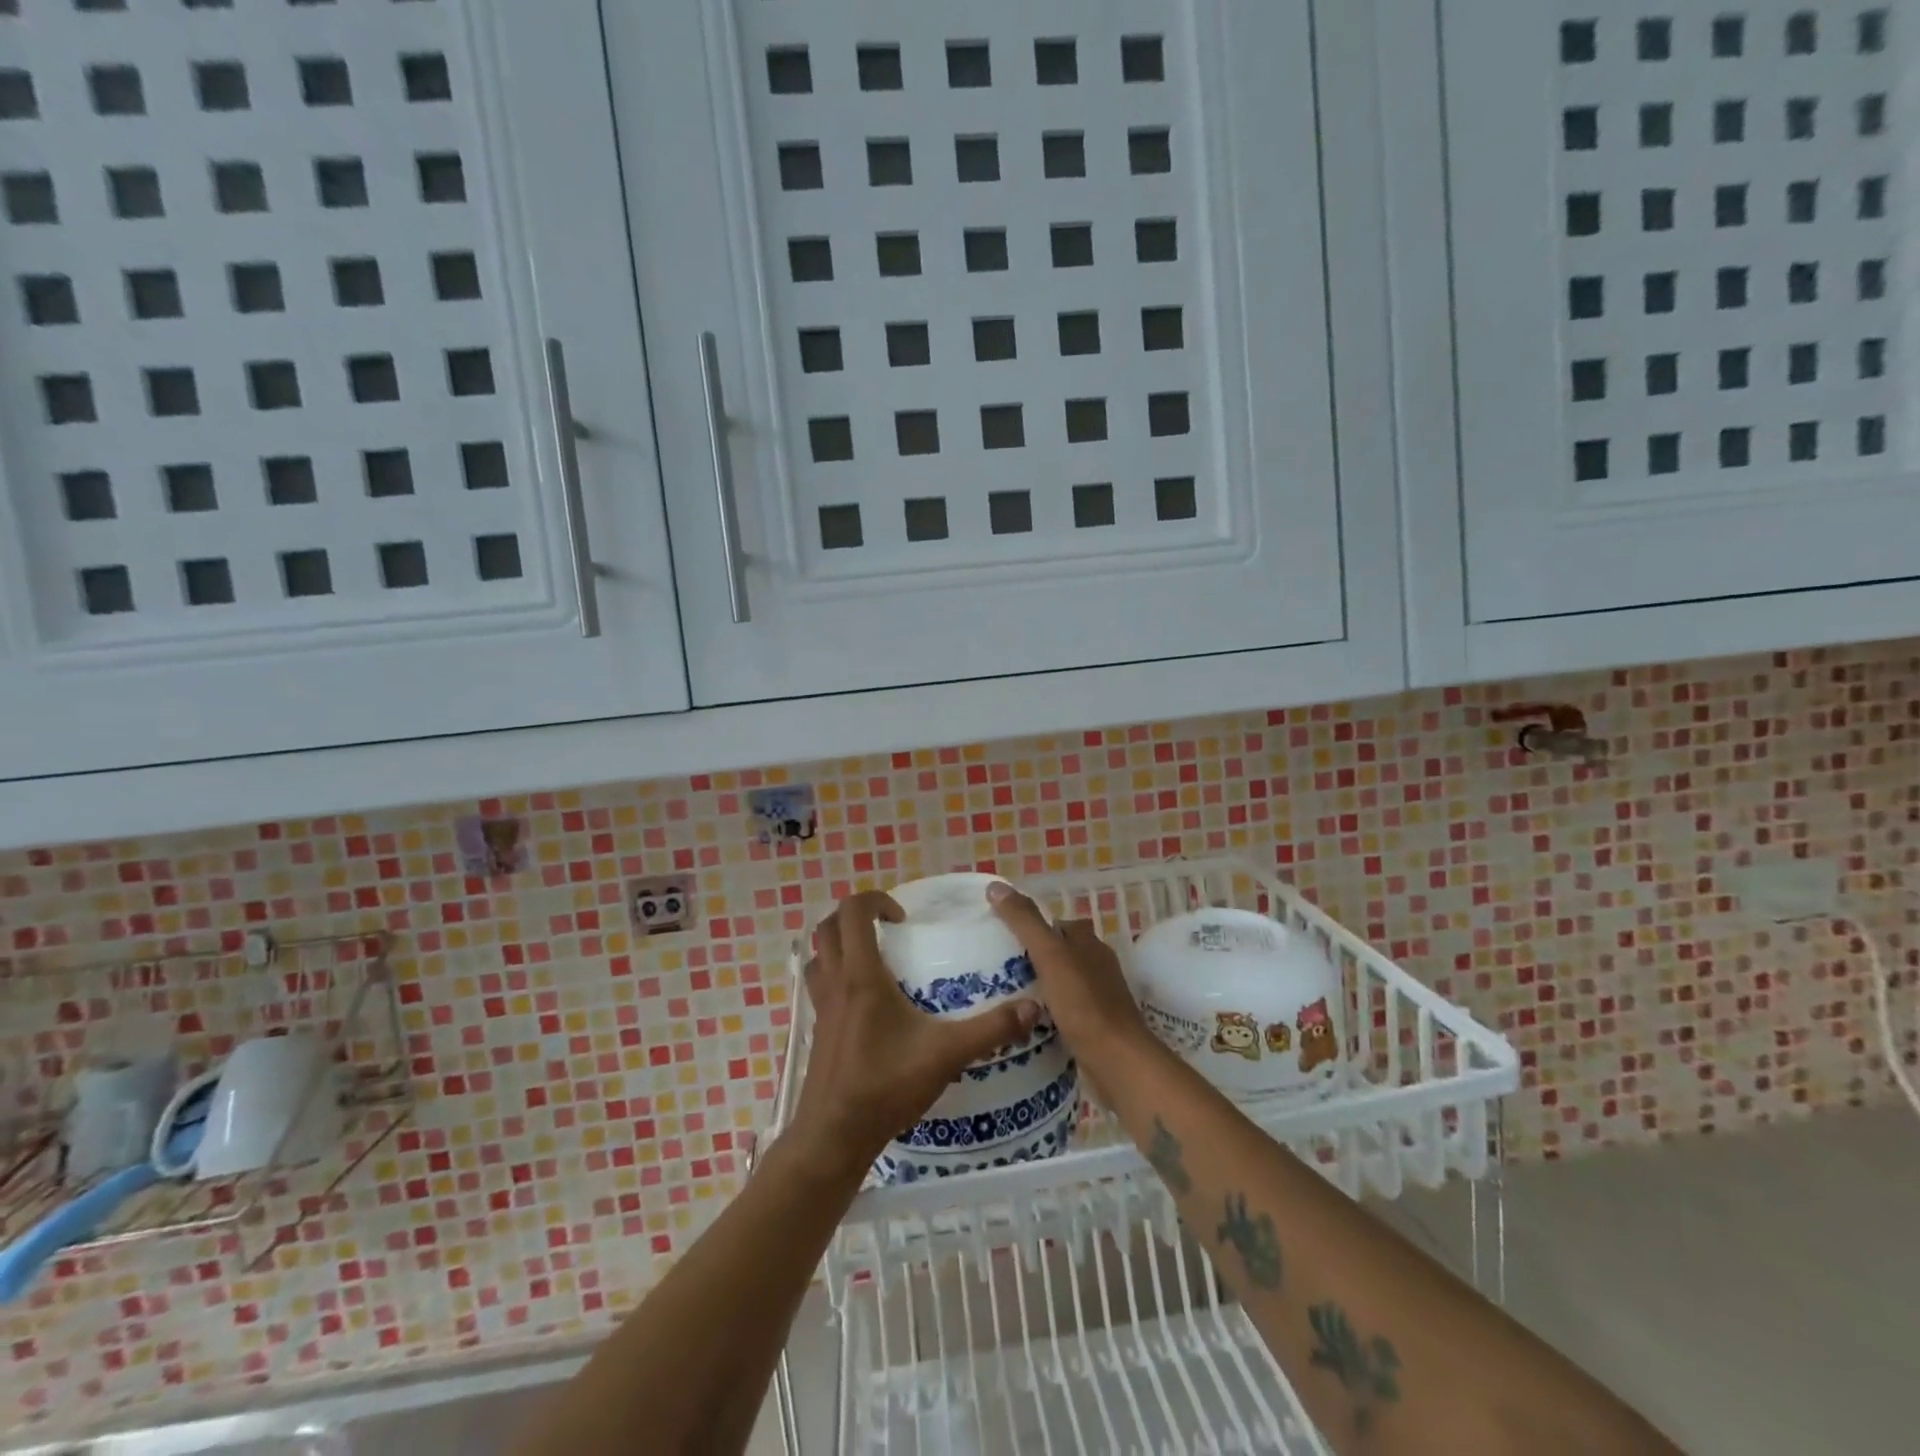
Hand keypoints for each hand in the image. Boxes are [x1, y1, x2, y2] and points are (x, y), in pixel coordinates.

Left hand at [789, 892, 1040, 1177]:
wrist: (834, 1136)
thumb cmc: (886, 1086)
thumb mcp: (946, 1054)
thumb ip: (990, 1029)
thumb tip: (1032, 1006)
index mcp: (861, 976)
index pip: (853, 913)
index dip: (874, 900)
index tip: (903, 918)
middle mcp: (835, 983)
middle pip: (829, 927)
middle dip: (856, 916)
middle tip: (889, 929)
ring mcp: (821, 1006)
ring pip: (820, 955)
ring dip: (841, 943)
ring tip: (876, 957)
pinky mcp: (817, 1029)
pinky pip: (820, 984)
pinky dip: (836, 974)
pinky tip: (866, 1001)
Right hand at [986, 883, 1158, 1082]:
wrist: (1117, 1063)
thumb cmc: (1084, 1004)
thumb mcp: (1050, 956)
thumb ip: (1024, 922)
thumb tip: (996, 885)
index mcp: (1089, 943)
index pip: (1057, 924)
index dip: (1031, 925)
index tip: (1001, 935)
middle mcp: (1097, 965)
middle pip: (1059, 953)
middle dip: (1032, 957)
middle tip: (995, 967)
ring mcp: (1098, 997)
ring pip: (1061, 982)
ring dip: (1038, 986)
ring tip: (1002, 994)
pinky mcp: (1094, 1026)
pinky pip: (1064, 1011)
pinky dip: (1046, 1012)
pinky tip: (1025, 1021)